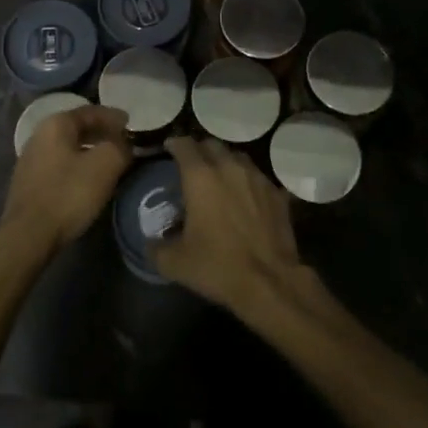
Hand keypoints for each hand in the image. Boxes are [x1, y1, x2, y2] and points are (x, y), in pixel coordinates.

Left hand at [0, 105, 132, 253]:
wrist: (29, 234)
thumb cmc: (68, 194)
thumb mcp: (105, 165)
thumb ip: (120, 147)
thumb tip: (124, 144)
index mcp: (56, 124)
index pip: (90, 111)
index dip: (113, 117)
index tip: (130, 124)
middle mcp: (39, 135)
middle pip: (77, 127)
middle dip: (101, 133)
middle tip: (122, 141)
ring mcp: (30, 159)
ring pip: (67, 147)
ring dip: (89, 150)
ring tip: (108, 160)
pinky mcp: (28, 182)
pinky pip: (59, 164)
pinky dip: (77, 165)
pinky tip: (87, 179)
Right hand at [155, 136, 303, 313]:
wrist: (269, 282)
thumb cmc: (217, 266)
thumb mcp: (175, 263)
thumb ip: (156, 248)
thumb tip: (150, 243)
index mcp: (200, 176)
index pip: (184, 145)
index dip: (174, 144)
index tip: (169, 149)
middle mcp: (229, 167)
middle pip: (212, 145)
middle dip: (200, 150)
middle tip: (192, 165)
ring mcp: (257, 178)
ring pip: (237, 157)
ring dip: (225, 162)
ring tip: (219, 178)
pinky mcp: (277, 193)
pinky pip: (258, 178)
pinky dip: (248, 182)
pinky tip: (246, 198)